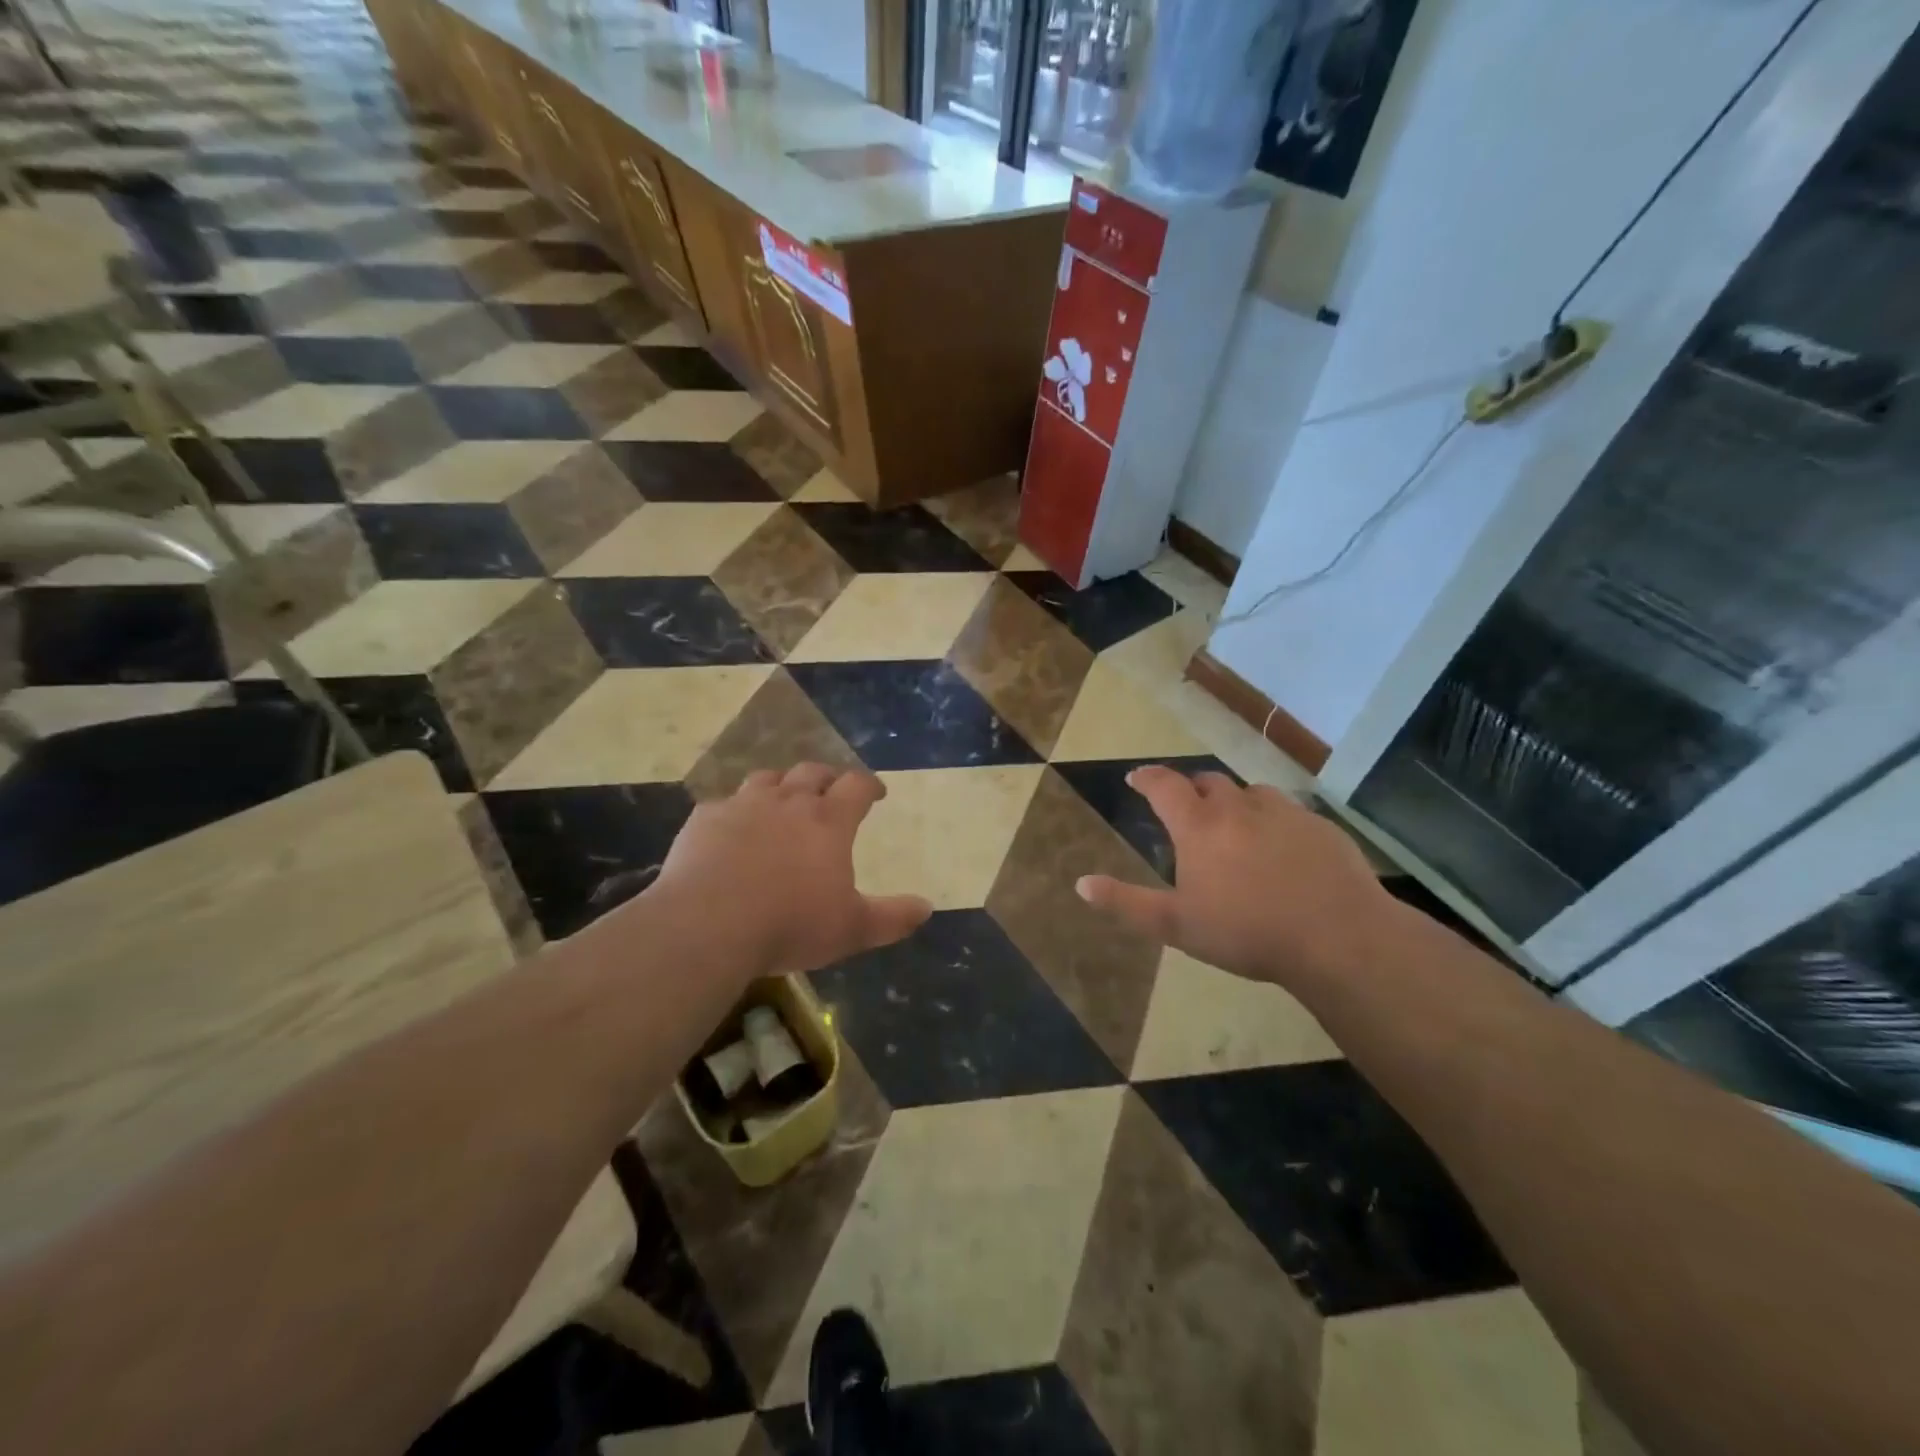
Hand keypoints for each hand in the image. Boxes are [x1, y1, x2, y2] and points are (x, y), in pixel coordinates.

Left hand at [647, 763, 931, 977]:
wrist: (708, 925)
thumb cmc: (790, 924)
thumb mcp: (852, 929)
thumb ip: (892, 917)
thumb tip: (927, 908)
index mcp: (829, 821)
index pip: (857, 786)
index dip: (869, 785)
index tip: (876, 793)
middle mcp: (788, 802)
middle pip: (812, 772)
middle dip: (826, 778)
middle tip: (831, 791)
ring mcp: (743, 805)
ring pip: (767, 779)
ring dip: (781, 785)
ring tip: (782, 800)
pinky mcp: (705, 819)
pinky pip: (724, 804)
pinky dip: (735, 811)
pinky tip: (732, 829)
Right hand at [1076, 766, 1388, 986]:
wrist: (1338, 937)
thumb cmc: (1247, 932)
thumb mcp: (1176, 926)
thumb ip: (1126, 902)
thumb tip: (1081, 884)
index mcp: (1199, 827)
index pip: (1164, 786)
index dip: (1147, 778)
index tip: (1136, 778)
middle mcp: (1238, 808)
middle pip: (1207, 781)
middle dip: (1191, 789)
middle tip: (1186, 809)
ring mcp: (1283, 813)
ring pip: (1250, 793)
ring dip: (1234, 802)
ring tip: (1235, 827)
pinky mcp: (1320, 826)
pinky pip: (1288, 811)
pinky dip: (1273, 820)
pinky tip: (1281, 849)